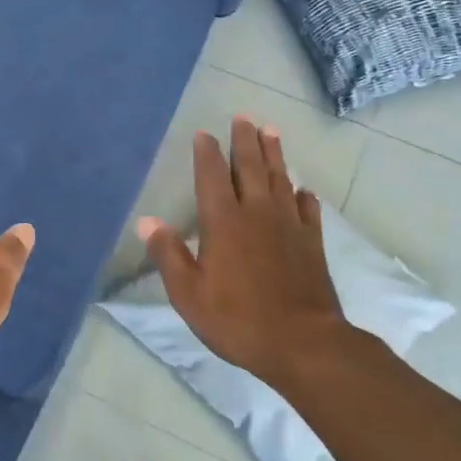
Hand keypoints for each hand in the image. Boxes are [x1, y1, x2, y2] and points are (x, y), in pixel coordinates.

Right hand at [137, 117, 346, 384]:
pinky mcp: (312, 243)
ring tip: (271, 132)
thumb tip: (147, 221)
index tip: (204, 133)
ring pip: (281, 179)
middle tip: (243, 117)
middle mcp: (257, 213)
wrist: (303, 343)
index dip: (207, 153)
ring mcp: (289, 226)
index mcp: (223, 222)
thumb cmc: (237, 319)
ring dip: (275, 154)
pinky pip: (309, 210)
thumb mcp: (188, 294)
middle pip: (251, 167)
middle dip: (245, 140)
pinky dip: (304, 195)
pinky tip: (303, 190)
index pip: (212, 176)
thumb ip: (168, 255)